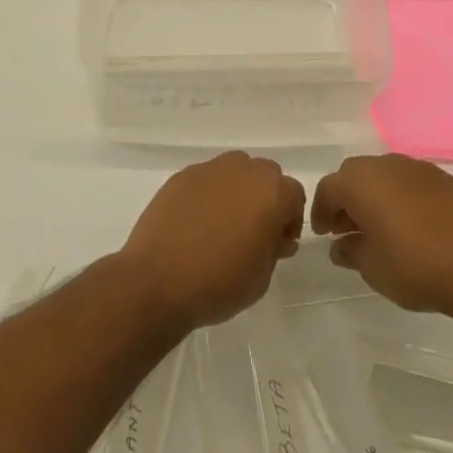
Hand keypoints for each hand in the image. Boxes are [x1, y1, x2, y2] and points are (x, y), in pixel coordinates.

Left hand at [118, 152, 305, 331]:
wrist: (157, 280)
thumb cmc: (219, 283)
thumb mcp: (262, 277)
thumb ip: (274, 249)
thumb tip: (275, 237)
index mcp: (271, 191)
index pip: (294, 195)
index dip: (290, 220)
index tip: (277, 244)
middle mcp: (243, 169)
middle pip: (266, 176)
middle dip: (265, 200)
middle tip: (253, 233)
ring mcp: (210, 169)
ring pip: (235, 171)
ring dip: (238, 191)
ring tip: (223, 225)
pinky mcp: (183, 175)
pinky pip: (207, 179)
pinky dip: (209, 194)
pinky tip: (196, 223)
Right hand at [310, 154, 452, 324]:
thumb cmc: (417, 268)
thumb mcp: (373, 269)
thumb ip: (350, 252)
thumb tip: (340, 245)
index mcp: (361, 182)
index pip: (328, 188)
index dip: (321, 211)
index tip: (323, 234)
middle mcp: (385, 165)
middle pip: (354, 175)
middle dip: (346, 199)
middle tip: (346, 229)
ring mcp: (416, 168)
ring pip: (382, 174)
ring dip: (373, 195)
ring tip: (378, 228)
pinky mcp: (442, 178)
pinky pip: (408, 181)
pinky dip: (399, 196)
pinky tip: (408, 224)